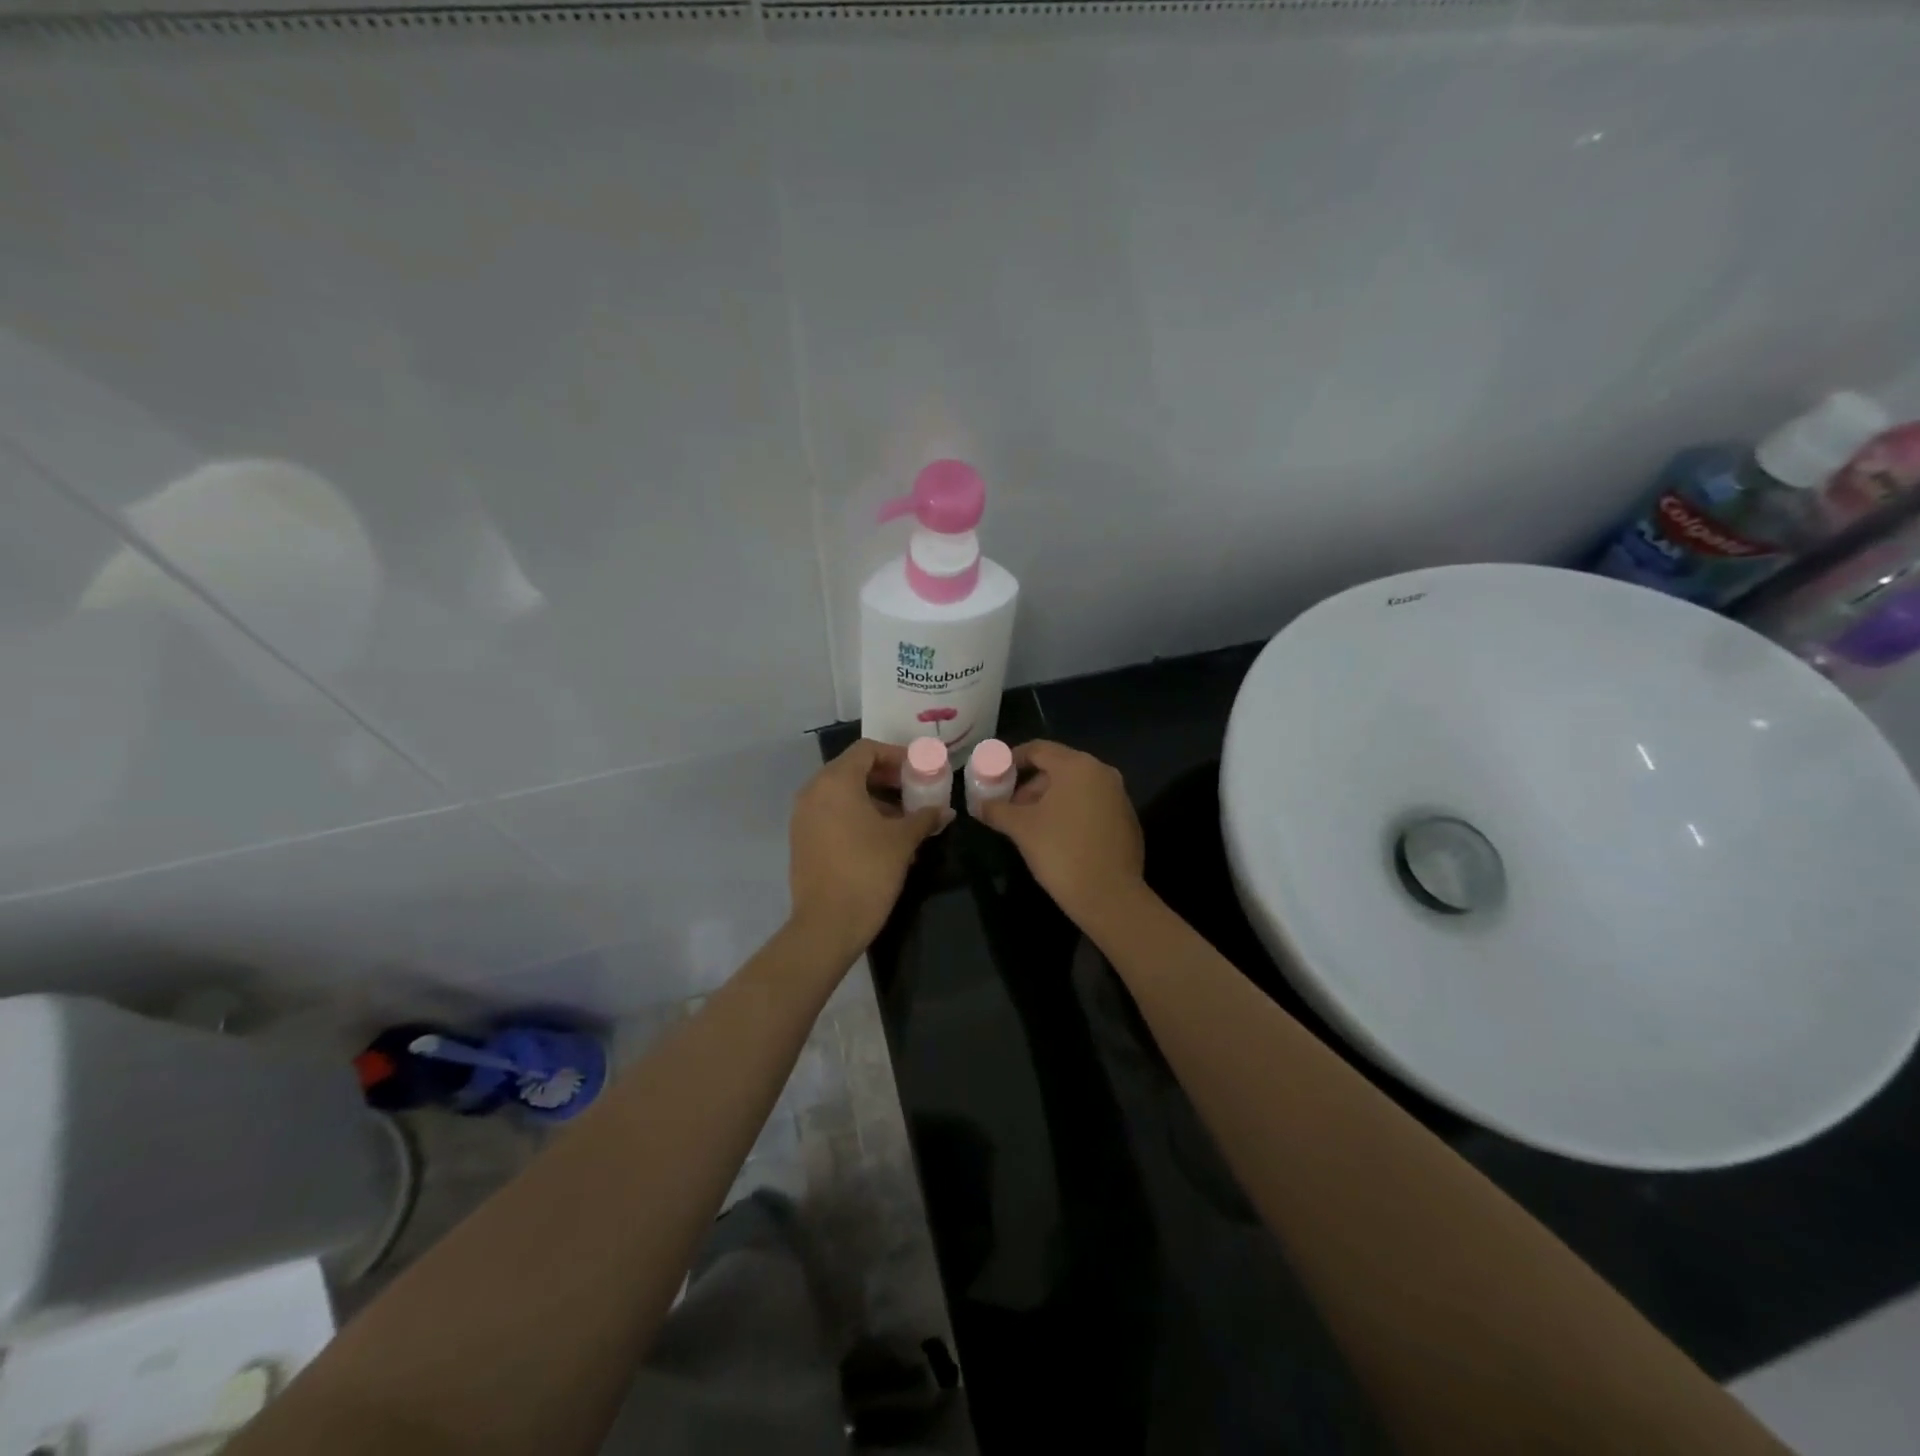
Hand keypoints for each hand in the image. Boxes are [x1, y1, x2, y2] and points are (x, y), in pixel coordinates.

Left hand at [788, 739, 950, 960]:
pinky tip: (882, 837)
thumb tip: (945, 811)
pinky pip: (832, 813)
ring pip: (842, 794)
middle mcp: (813, 791)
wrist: (827, 925)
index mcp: (835, 782)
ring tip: (904, 818)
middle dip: (887, 778)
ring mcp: (803, 816)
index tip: (920, 770)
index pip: (867, 750)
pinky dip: (857, 815)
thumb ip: (924, 817)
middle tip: (915, 791)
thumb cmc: (867, 871)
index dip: (896, 755)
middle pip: (853, 769)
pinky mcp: (802, 839)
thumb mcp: (902, 841)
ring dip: (874, 798)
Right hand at [975, 740, 1145, 925]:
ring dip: (1049, 799)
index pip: (1038, 749)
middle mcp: (1102, 772)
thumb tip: (979, 805)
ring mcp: (1118, 795)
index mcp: (1077, 766)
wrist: (1109, 896)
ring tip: (1030, 824)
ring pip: (1075, 787)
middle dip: (1030, 784)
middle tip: (1010, 806)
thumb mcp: (1021, 828)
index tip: (995, 775)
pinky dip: (1071, 811)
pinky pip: (1092, 804)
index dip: (1012, 759)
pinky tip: (1057, 837)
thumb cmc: (1060, 852)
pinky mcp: (1126, 819)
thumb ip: (996, 809)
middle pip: (1058, 767)